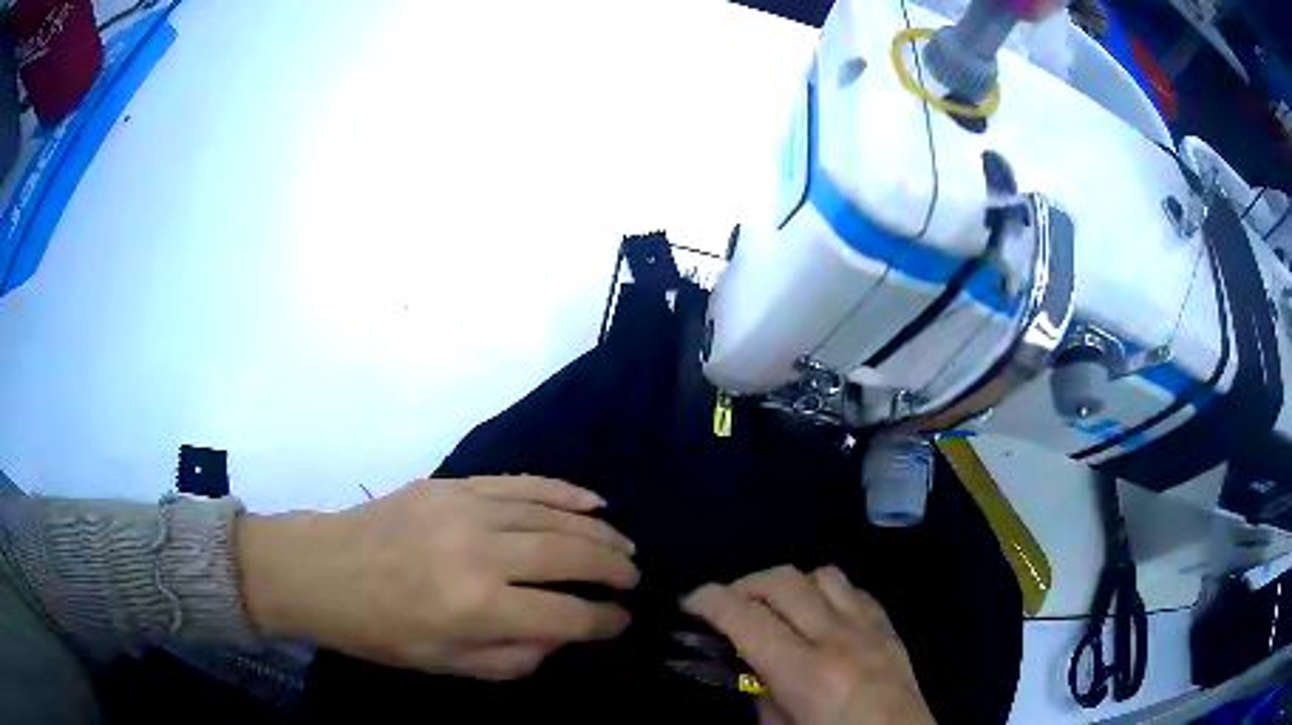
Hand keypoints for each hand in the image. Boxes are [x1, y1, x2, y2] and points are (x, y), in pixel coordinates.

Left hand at [236, 476, 638, 679]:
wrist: (322, 570)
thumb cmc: (381, 631)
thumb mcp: (449, 666)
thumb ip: (517, 657)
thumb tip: (567, 634)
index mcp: (476, 608)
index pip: (568, 615)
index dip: (606, 621)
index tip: (624, 622)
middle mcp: (480, 553)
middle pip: (571, 555)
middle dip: (615, 569)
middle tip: (635, 580)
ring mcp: (466, 509)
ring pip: (554, 514)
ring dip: (599, 530)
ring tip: (624, 545)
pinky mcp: (454, 484)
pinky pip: (523, 483)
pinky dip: (563, 491)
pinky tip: (592, 501)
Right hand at [683, 566, 934, 724]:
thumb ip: (760, 693)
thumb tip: (745, 660)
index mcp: (807, 675)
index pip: (748, 619)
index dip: (710, 601)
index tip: (689, 601)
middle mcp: (840, 640)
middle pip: (784, 581)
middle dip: (744, 584)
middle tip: (727, 606)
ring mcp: (871, 630)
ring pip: (824, 574)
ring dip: (790, 586)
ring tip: (775, 610)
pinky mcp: (891, 630)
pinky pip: (856, 591)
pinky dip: (828, 594)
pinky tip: (819, 616)